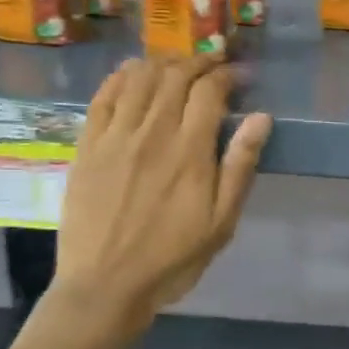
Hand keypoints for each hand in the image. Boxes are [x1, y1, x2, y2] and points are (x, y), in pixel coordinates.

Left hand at [53, 57, 272, 323]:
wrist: (105, 285)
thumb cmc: (172, 257)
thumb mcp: (221, 221)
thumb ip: (240, 166)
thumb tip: (260, 118)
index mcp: (189, 151)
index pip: (209, 91)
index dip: (227, 75)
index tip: (239, 76)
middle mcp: (152, 133)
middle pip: (175, 76)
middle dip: (199, 63)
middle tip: (213, 66)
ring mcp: (115, 136)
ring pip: (139, 78)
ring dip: (163, 63)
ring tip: (178, 66)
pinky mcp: (87, 145)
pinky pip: (104, 96)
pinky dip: (122, 76)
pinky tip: (134, 73)